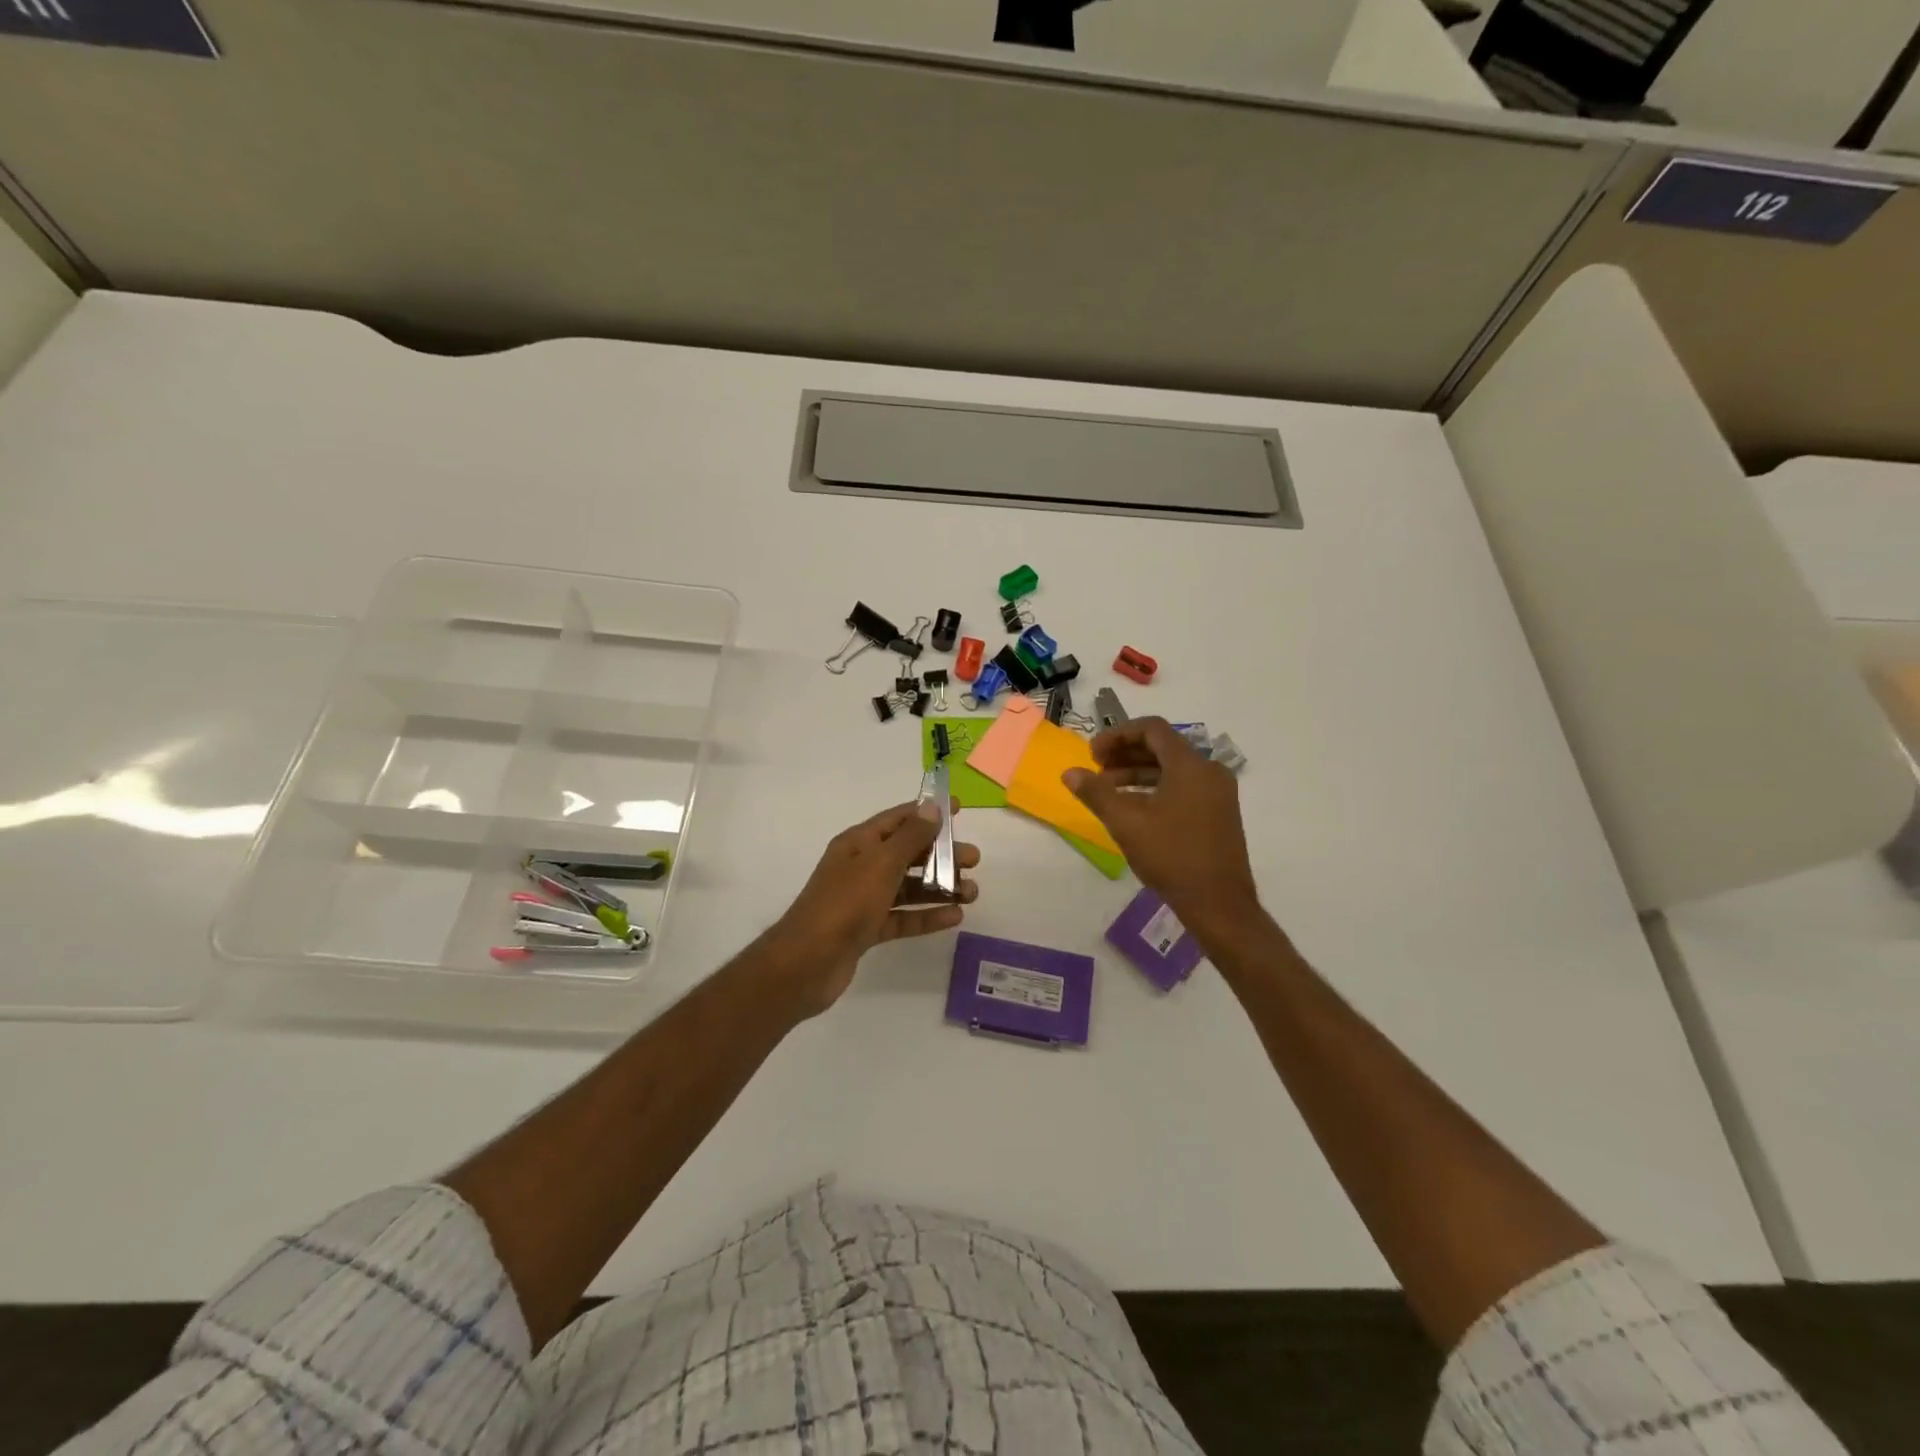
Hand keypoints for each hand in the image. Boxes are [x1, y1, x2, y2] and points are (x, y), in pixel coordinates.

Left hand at [766, 799, 979, 1016]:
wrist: (806, 963)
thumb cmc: (844, 904)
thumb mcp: (880, 864)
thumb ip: (909, 837)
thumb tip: (931, 807)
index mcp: (858, 843)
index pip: (898, 819)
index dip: (928, 812)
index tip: (959, 809)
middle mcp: (861, 867)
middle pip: (908, 854)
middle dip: (941, 854)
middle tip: (974, 860)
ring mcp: (863, 900)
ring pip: (909, 887)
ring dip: (940, 887)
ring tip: (973, 893)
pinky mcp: (867, 930)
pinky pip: (903, 917)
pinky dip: (927, 916)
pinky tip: (954, 917)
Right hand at [1063, 717, 1259, 933]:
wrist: (1218, 903)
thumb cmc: (1171, 856)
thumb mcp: (1126, 823)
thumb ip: (1096, 793)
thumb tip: (1070, 773)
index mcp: (1190, 765)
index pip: (1152, 729)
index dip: (1117, 735)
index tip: (1092, 754)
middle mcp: (1209, 771)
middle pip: (1162, 747)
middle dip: (1125, 754)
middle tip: (1096, 770)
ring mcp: (1218, 792)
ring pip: (1172, 768)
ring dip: (1137, 773)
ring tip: (1108, 791)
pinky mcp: (1219, 812)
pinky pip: (1183, 786)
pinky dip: (1155, 788)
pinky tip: (1133, 808)